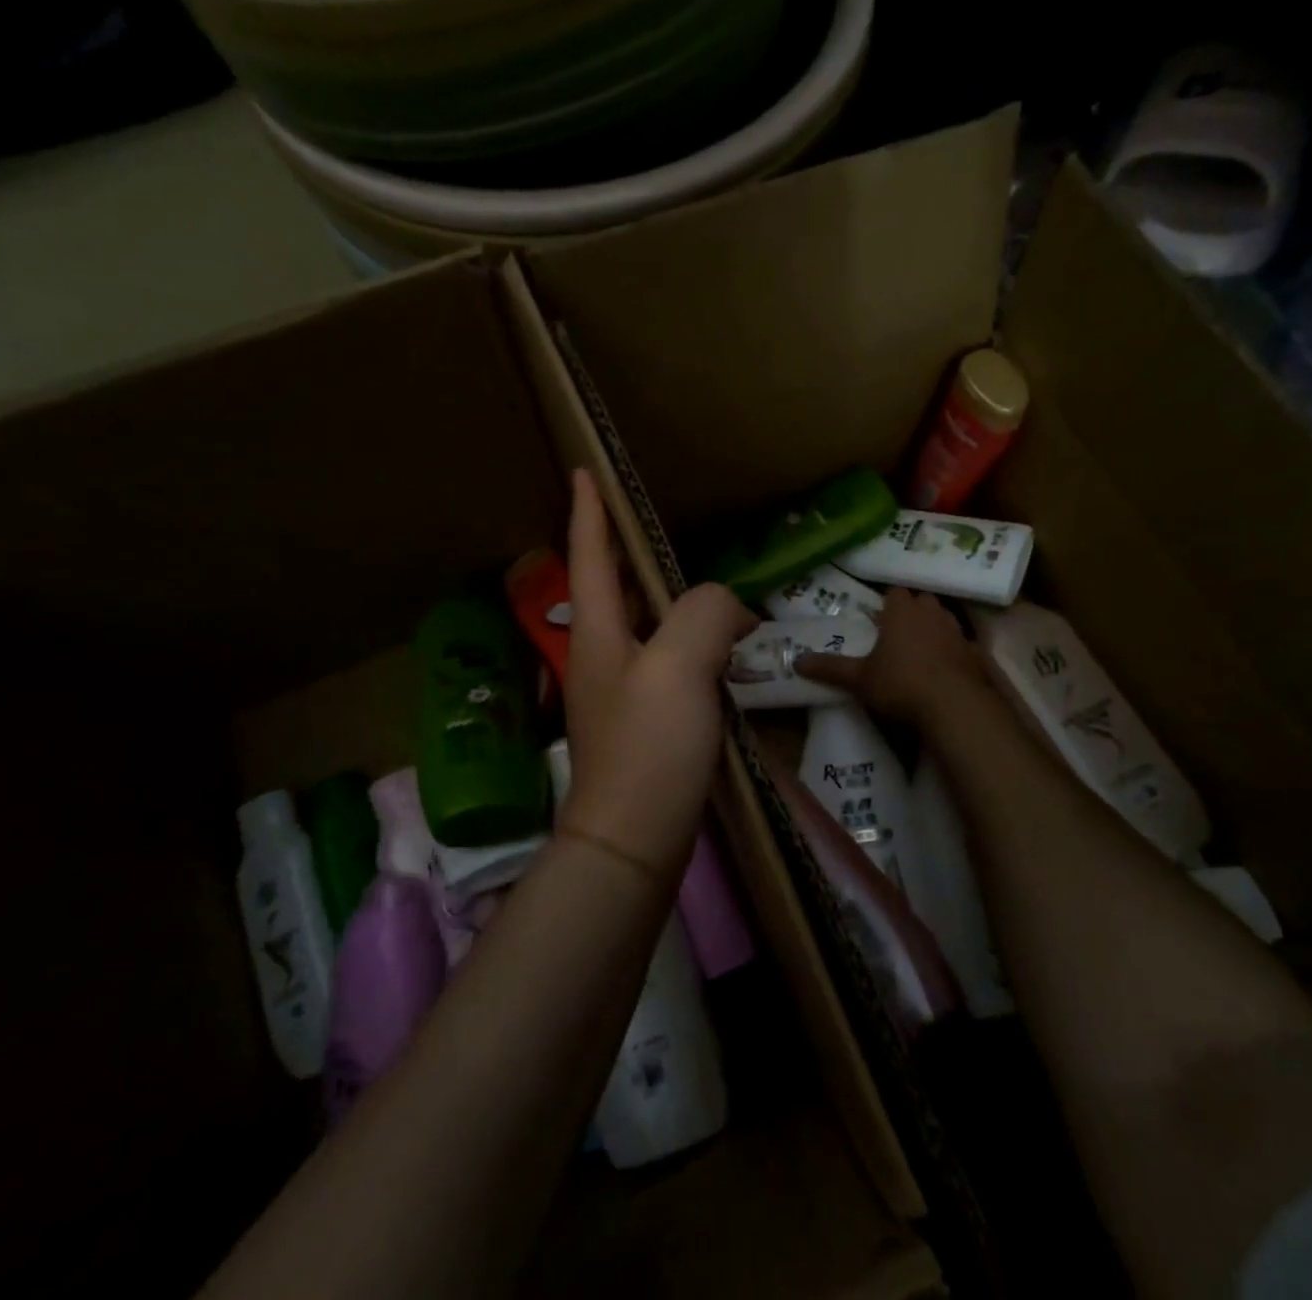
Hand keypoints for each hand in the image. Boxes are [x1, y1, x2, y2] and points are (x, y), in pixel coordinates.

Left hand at [559, 469, 756, 878]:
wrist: (634, 840)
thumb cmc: (649, 749)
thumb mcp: (679, 667)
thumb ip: (705, 614)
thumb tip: (728, 609)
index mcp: (598, 632)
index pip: (590, 555)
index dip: (589, 510)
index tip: (583, 471)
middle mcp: (602, 654)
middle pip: (613, 586)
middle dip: (626, 549)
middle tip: (653, 520)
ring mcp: (621, 690)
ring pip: (642, 623)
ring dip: (663, 596)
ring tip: (696, 577)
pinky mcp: (644, 720)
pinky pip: (665, 659)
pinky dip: (686, 640)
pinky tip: (714, 645)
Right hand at [795, 587, 985, 727]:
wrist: (955, 706)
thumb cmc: (901, 684)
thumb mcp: (859, 679)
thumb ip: (830, 668)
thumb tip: (795, 662)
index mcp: (901, 612)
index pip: (895, 592)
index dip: (887, 603)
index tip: (879, 617)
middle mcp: (931, 614)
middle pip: (922, 600)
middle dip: (912, 610)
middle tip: (898, 630)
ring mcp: (957, 632)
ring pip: (944, 618)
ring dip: (934, 627)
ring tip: (921, 648)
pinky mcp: (976, 654)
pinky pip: (962, 644)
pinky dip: (953, 651)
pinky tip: (945, 669)